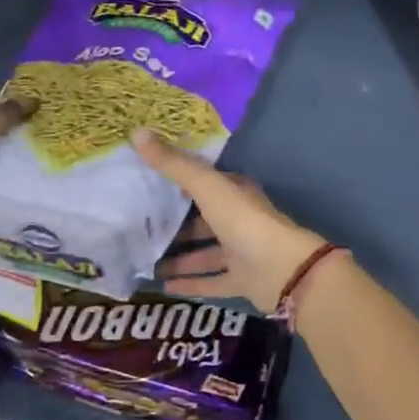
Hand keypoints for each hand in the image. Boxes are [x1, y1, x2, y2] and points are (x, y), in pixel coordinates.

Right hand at [134, 129, 326, 313]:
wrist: (282, 270)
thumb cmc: (244, 221)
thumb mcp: (206, 186)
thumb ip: (174, 164)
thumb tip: (137, 132)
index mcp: (235, 193)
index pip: (205, 183)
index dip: (178, 182)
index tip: (148, 184)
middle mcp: (239, 220)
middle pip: (203, 221)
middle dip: (176, 225)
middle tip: (140, 229)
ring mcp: (242, 252)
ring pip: (206, 254)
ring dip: (180, 258)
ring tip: (146, 262)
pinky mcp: (242, 281)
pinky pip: (212, 281)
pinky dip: (191, 283)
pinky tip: (164, 288)